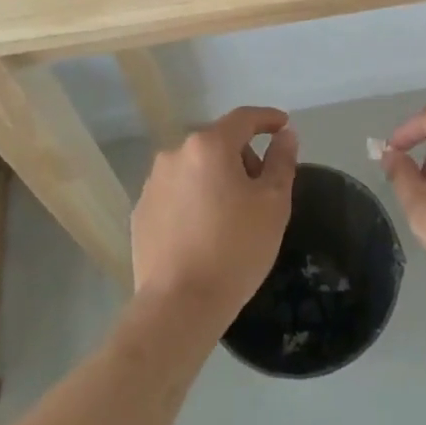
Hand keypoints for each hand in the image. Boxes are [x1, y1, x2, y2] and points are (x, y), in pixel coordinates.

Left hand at [131, 106, 298, 330]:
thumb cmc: (235, 250)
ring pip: (194, 168)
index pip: (243, 118)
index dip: (267, 118)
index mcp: (210, 146)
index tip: (283, 126)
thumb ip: (281, 161)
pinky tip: (203, 231)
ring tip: (231, 214)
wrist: (178, 306)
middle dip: (242, 156)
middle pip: (218, 143)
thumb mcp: (274, 204)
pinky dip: (193, 200)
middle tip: (261, 188)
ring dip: (215, 178)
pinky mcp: (141, 212)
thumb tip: (285, 135)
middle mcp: (175, 154)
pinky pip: (176, 193)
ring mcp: (153, 184)